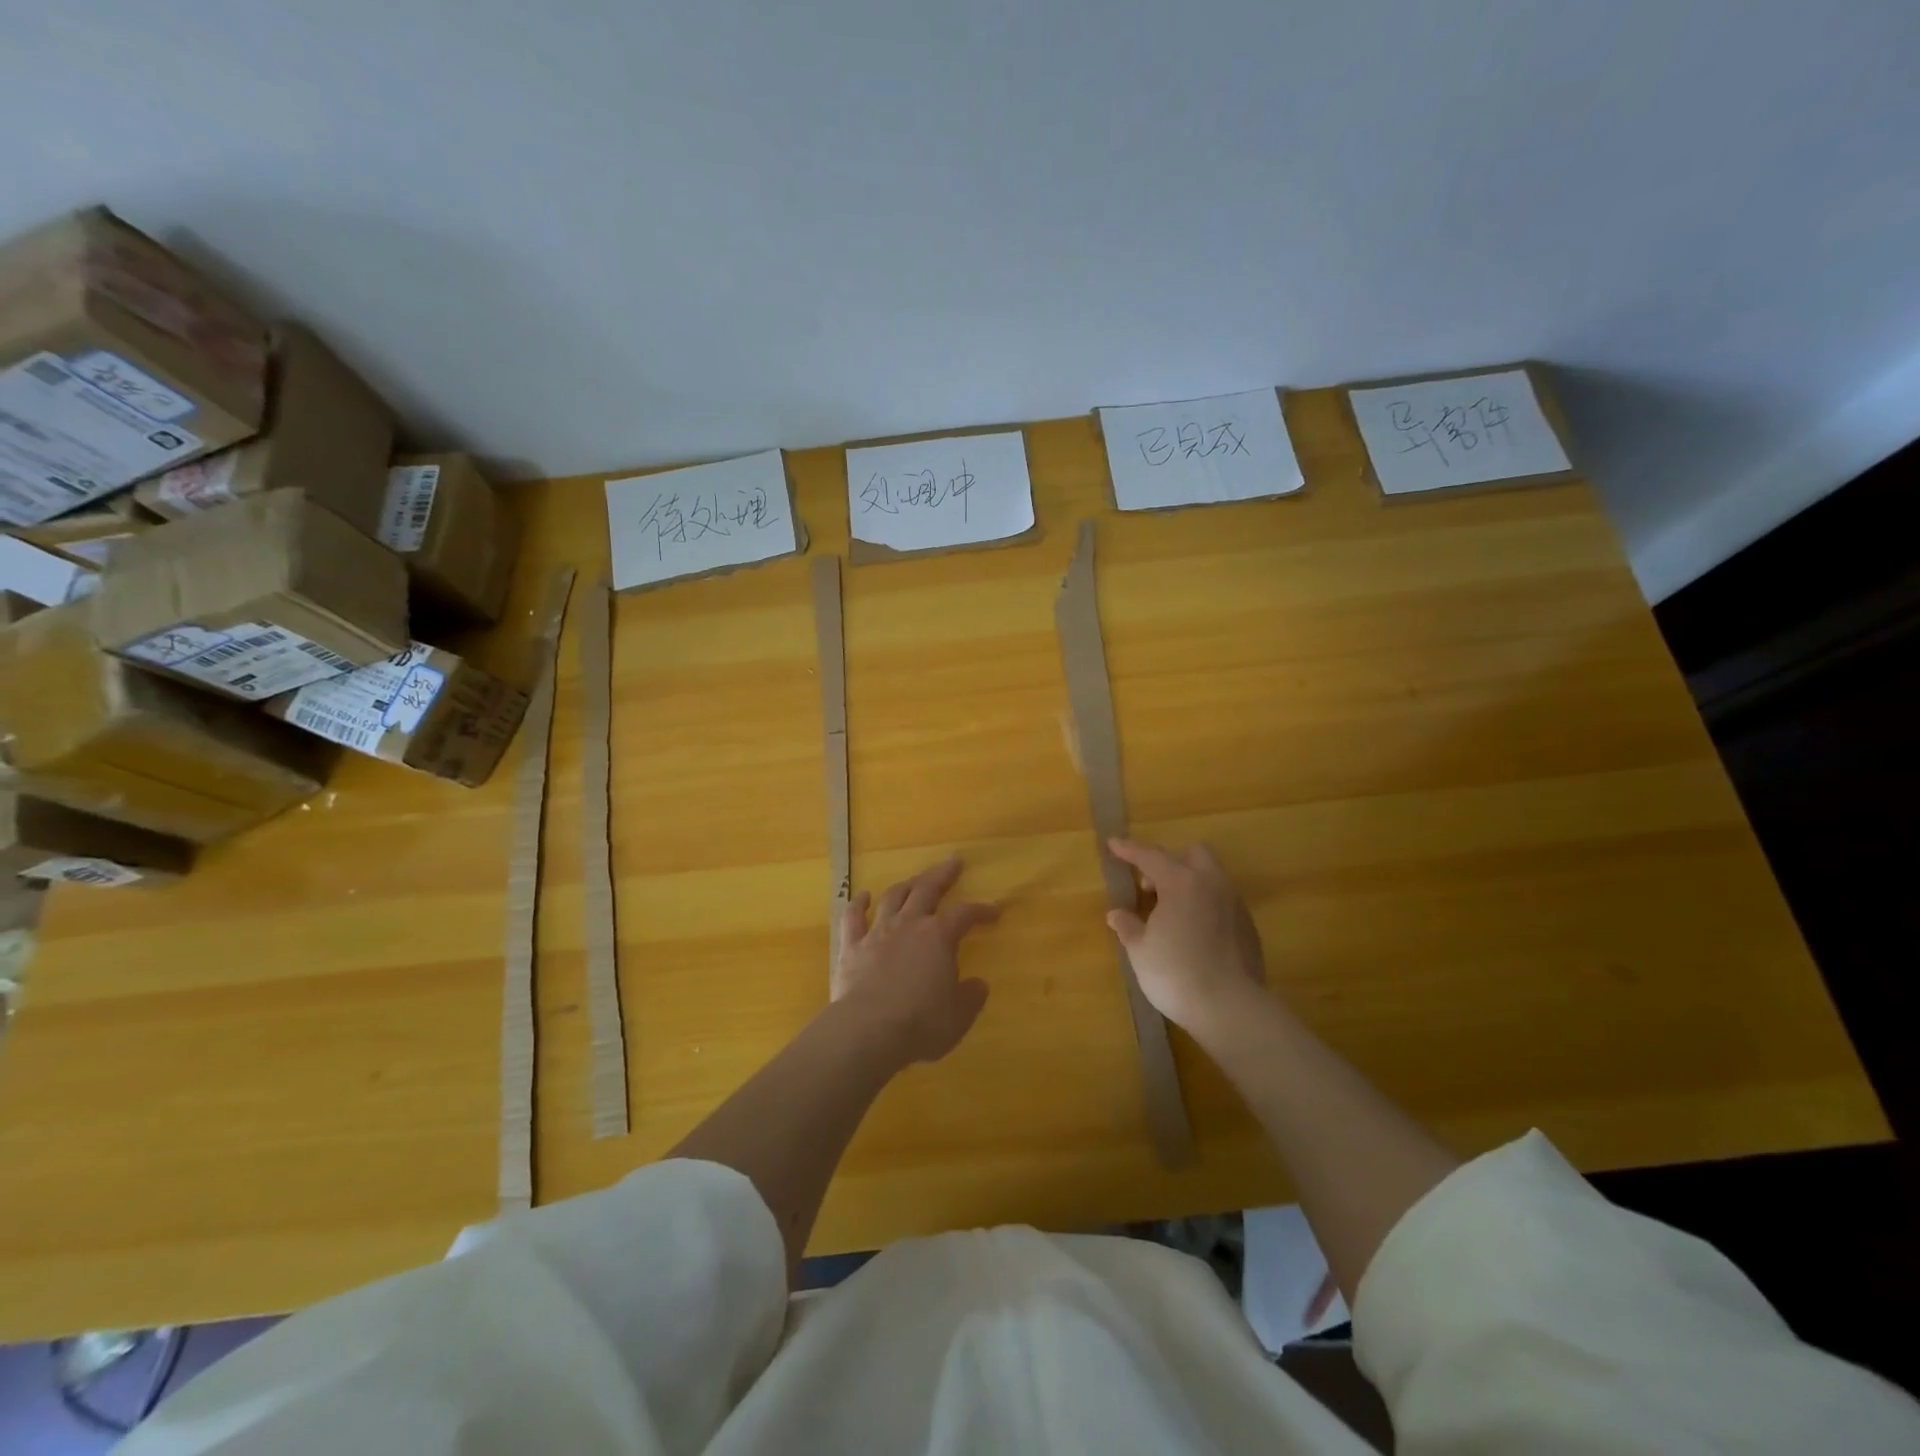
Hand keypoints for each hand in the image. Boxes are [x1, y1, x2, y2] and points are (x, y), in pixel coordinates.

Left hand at [833, 856, 999, 1064]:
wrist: (869, 1031)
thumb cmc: (921, 1024)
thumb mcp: (958, 1016)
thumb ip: (970, 997)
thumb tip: (978, 984)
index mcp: (939, 937)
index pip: (965, 914)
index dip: (981, 911)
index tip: (994, 911)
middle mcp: (909, 925)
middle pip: (927, 889)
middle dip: (942, 874)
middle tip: (953, 862)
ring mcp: (877, 933)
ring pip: (892, 897)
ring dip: (905, 885)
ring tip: (914, 880)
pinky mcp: (851, 947)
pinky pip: (852, 918)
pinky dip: (858, 904)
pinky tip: (862, 896)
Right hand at [1105, 838, 1265, 1033]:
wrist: (1231, 1008)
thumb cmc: (1176, 974)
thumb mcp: (1141, 951)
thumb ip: (1128, 927)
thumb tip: (1116, 914)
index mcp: (1181, 882)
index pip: (1150, 856)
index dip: (1129, 849)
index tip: (1112, 844)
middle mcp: (1211, 884)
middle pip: (1193, 855)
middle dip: (1170, 862)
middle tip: (1150, 886)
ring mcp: (1234, 904)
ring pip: (1211, 876)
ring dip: (1189, 882)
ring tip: (1171, 910)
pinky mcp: (1248, 926)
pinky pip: (1222, 900)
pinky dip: (1205, 904)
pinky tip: (1194, 930)